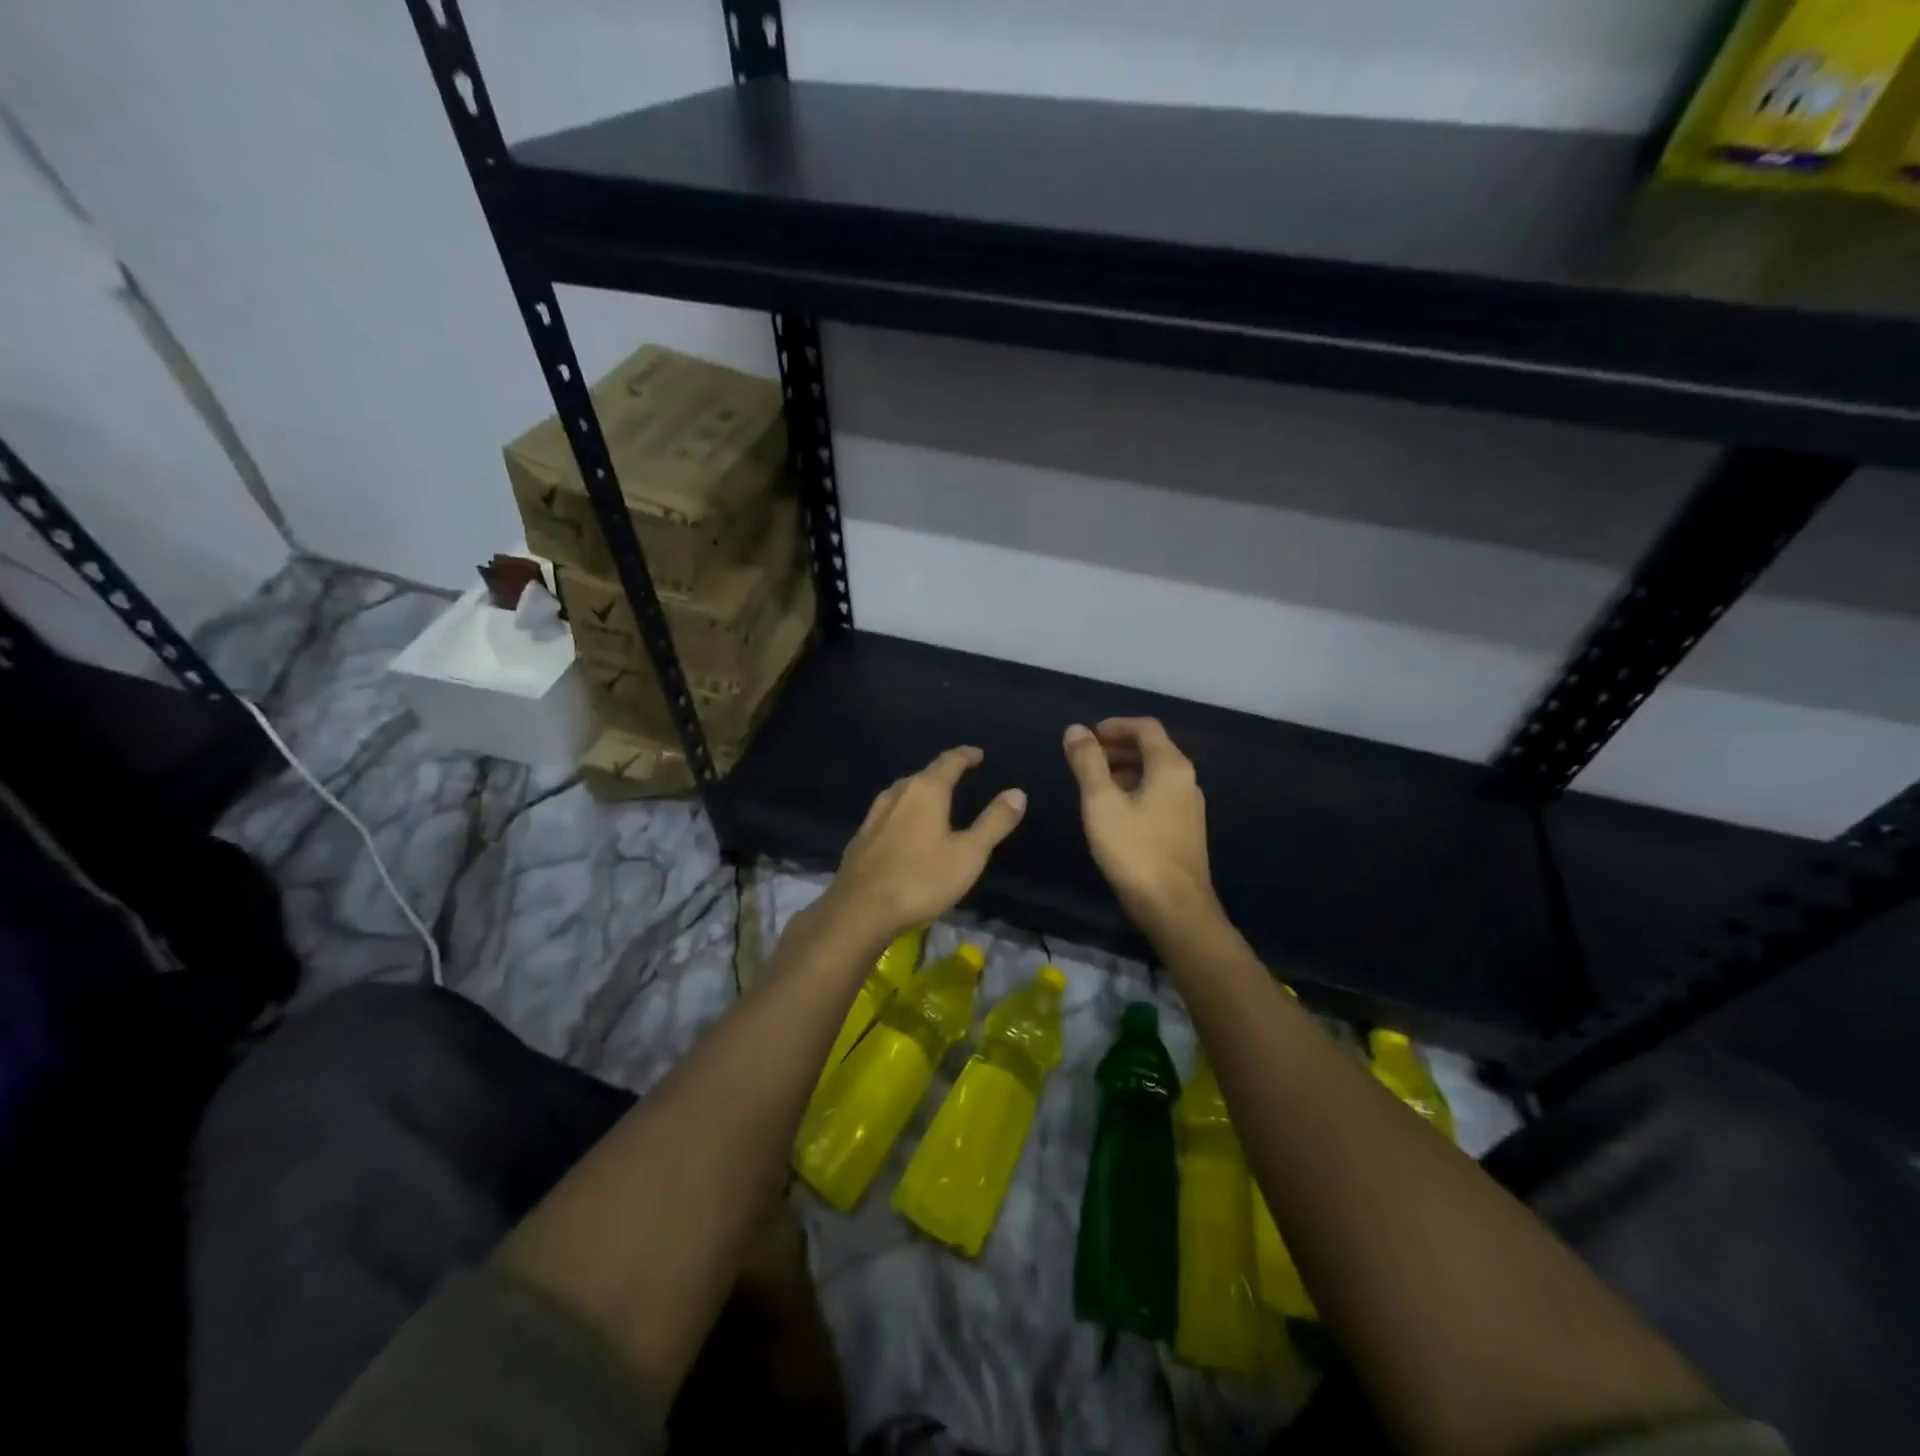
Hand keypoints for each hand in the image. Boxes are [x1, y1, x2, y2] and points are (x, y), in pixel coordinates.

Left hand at [823, 746, 1025, 942]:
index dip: (965, 756)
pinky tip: (906, 829)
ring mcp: (874, 815)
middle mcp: (897, 794)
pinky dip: (904, 814)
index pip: (949, 762)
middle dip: (942, 774)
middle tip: (960, 777)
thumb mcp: (969, 854)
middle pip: (923, 775)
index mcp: (925, 791)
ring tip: (935, 801)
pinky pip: (889, 814)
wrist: (860, 910)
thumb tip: (1017, 792)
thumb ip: (994, 822)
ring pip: (902, 794)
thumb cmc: (921, 879)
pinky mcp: (861, 838)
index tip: (977, 754)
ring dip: (921, 793)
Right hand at [1064, 719, 1217, 933]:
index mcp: (1170, 766)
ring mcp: (1189, 806)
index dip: (1114, 725)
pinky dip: (1135, 789)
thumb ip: (1088, 762)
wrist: (1174, 908)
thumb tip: (1076, 729)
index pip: (1145, 727)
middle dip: (1117, 747)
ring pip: (1155, 773)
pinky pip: (1159, 794)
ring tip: (1093, 783)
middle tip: (1085, 758)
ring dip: (1125, 769)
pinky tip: (1114, 811)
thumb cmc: (1135, 850)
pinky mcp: (1185, 829)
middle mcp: (1186, 779)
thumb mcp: (1101, 802)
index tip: (1087, 736)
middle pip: (1153, 748)